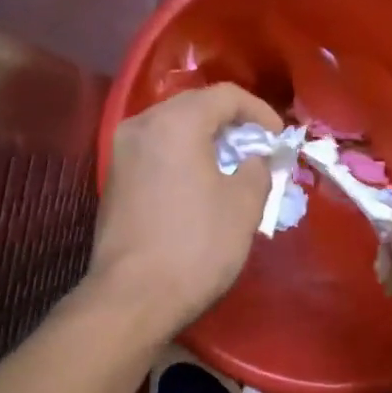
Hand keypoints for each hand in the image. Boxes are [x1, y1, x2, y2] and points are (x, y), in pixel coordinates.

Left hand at [90, 83, 282, 339]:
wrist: (133, 297)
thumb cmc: (196, 246)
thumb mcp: (244, 206)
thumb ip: (257, 169)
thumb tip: (255, 159)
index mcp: (175, 122)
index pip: (225, 95)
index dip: (260, 112)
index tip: (278, 139)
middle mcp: (141, 126)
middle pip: (194, 107)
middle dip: (231, 125)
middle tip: (258, 151)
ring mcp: (121, 153)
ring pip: (172, 130)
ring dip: (206, 142)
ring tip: (232, 169)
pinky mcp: (113, 181)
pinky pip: (156, 153)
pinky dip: (182, 159)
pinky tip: (200, 185)